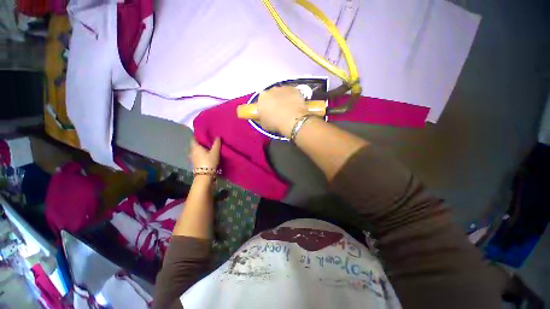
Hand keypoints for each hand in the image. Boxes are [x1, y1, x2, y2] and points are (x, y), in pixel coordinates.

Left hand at [189, 137, 220, 170]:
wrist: (205, 176)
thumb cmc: (209, 162)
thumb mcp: (215, 152)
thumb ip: (216, 144)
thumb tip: (218, 136)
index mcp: (195, 147)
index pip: (194, 139)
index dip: (198, 136)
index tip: (204, 134)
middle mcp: (192, 152)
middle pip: (195, 145)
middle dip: (201, 142)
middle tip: (208, 140)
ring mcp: (193, 158)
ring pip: (196, 151)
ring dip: (201, 149)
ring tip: (209, 147)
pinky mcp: (195, 163)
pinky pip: (198, 156)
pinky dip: (201, 154)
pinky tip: (207, 155)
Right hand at [256, 86, 308, 137]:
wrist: (293, 120)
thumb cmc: (276, 124)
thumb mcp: (264, 125)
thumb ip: (262, 118)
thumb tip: (263, 117)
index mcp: (262, 98)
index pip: (261, 101)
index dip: (264, 108)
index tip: (268, 114)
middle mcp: (271, 90)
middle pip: (271, 95)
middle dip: (274, 102)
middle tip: (278, 112)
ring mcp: (284, 88)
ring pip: (282, 93)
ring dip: (283, 100)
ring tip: (287, 110)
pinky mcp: (294, 89)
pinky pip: (291, 94)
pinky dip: (292, 99)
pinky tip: (294, 107)